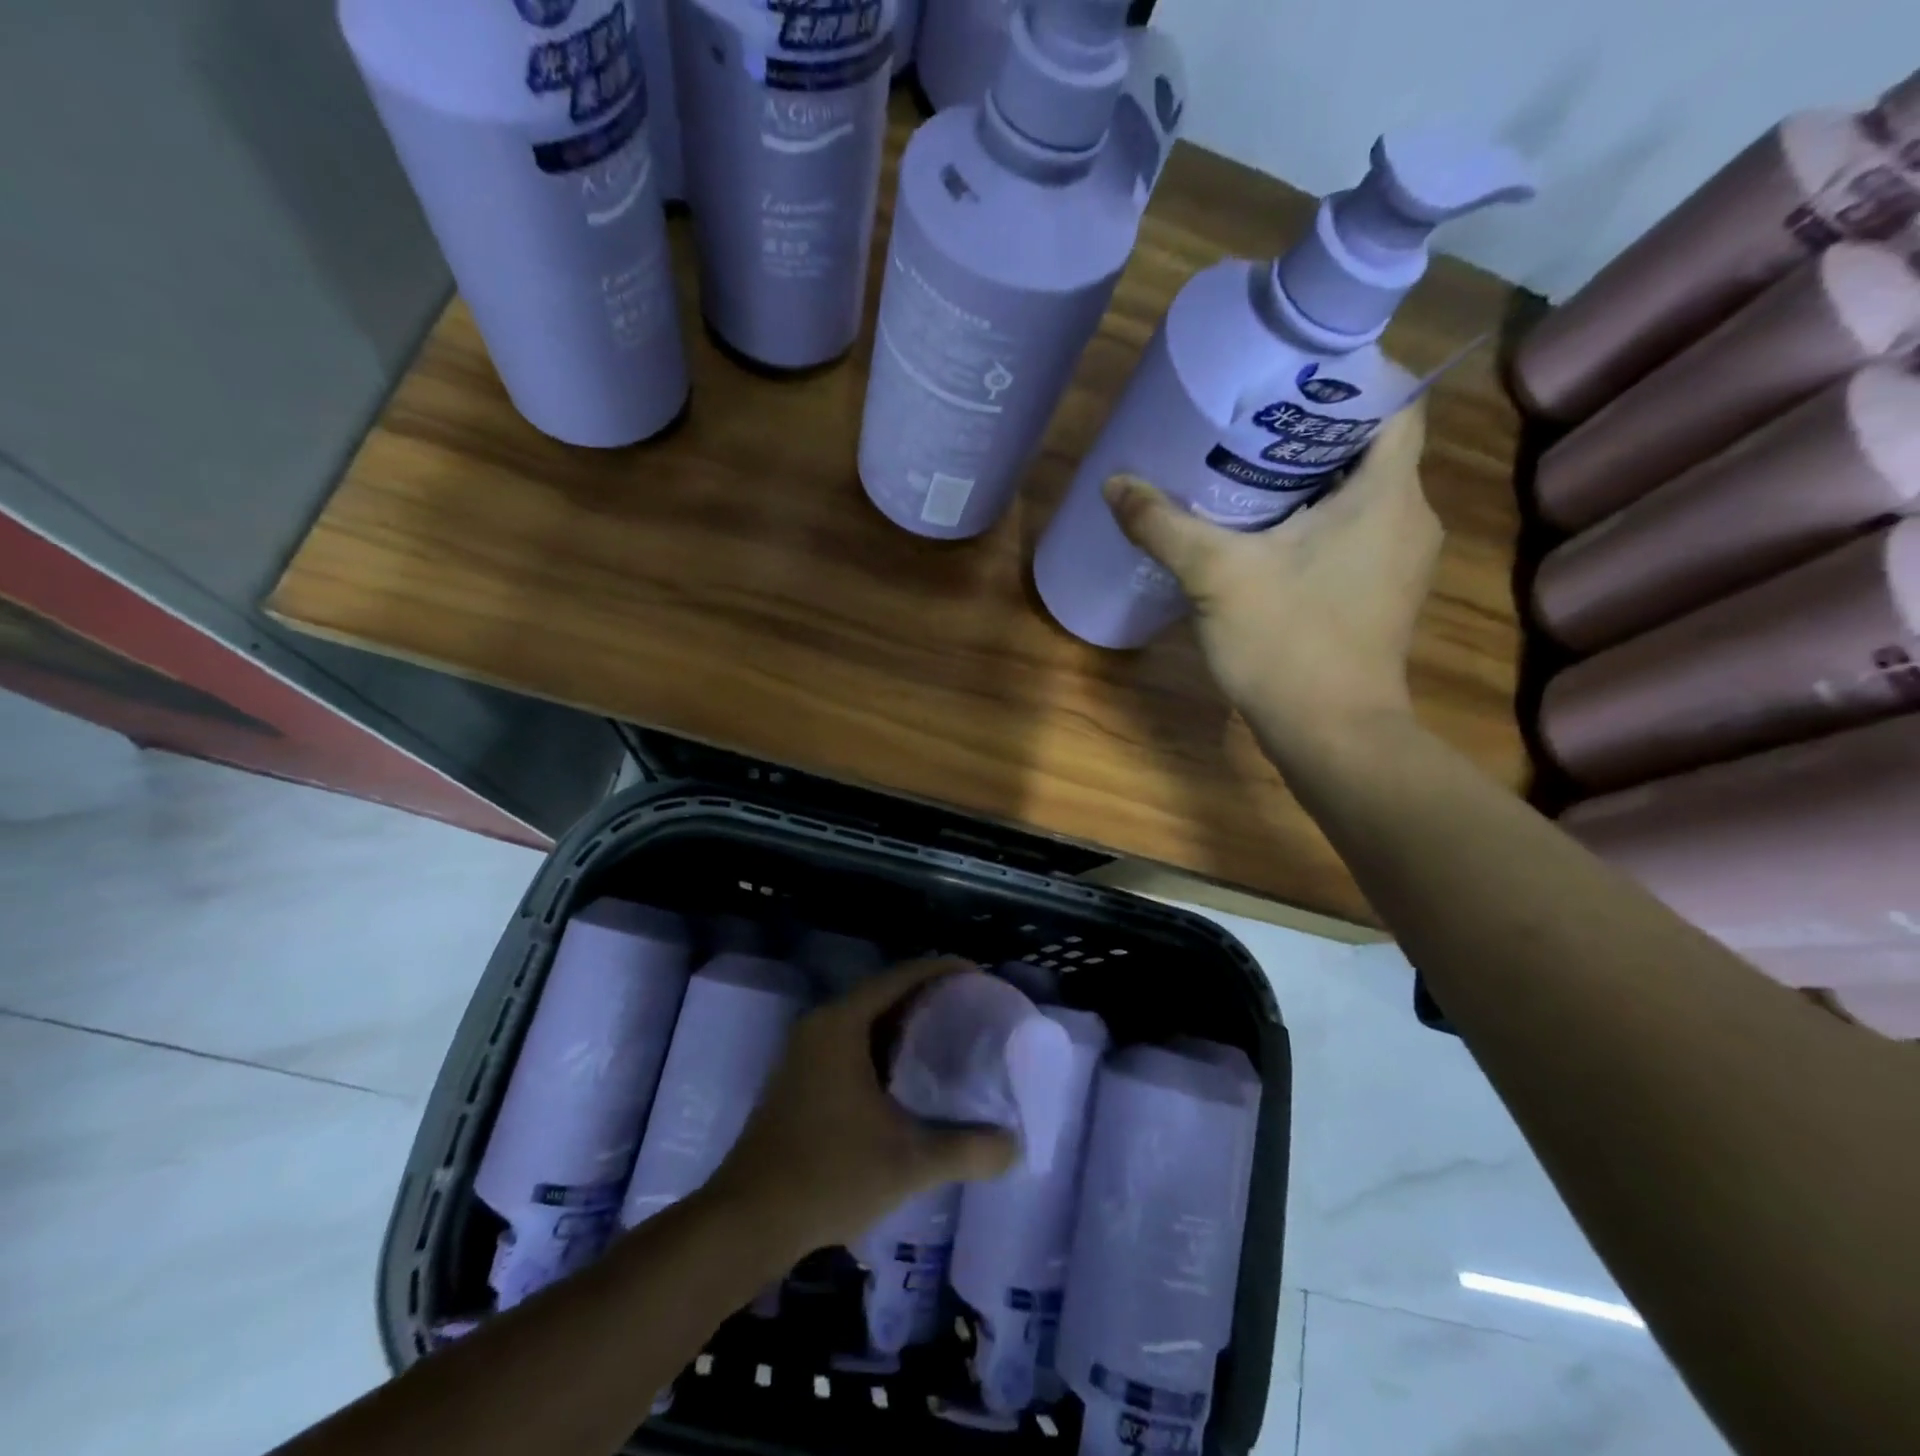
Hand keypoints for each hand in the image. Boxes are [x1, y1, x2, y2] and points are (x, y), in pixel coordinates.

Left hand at [704, 957, 1017, 1256]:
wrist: (746, 1221)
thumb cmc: (828, 1175)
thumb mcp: (908, 1162)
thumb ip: (967, 1149)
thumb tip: (1015, 1147)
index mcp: (842, 1023)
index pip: (902, 976)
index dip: (944, 970)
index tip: (981, 978)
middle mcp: (821, 1025)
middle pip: (885, 993)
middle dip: (929, 996)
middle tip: (974, 1010)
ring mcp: (805, 1051)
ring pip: (866, 1020)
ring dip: (906, 1023)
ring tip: (951, 1037)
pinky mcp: (800, 1078)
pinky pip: (851, 1043)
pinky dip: (885, 1047)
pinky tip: (910, 1076)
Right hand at [1102, 404, 1439, 754]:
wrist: (1333, 736)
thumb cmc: (1288, 643)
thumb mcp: (1216, 576)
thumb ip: (1164, 525)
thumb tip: (1115, 484)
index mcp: (1387, 494)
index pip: (1393, 403)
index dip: (1348, 378)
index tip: (1288, 376)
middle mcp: (1408, 518)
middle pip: (1368, 447)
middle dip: (1309, 430)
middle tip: (1246, 420)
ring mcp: (1398, 561)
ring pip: (1359, 494)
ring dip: (1308, 479)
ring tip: (1245, 469)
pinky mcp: (1380, 594)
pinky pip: (1352, 533)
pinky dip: (1313, 520)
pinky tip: (1262, 534)